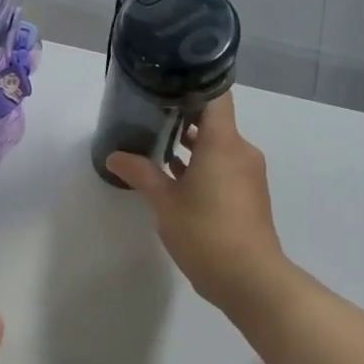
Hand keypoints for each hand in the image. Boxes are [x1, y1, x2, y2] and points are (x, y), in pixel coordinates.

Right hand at [105, 94, 286, 311]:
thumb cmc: (205, 232)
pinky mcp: (248, 195)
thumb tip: (114, 156)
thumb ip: (140, 173)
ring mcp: (248, 174)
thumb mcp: (164, 202)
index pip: (215, 96)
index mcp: (223, 143)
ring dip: (191, 146)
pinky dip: (202, 166)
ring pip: (218, 146)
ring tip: (155, 146)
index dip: (192, 85)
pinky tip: (174, 177)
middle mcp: (241, 151)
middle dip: (182, 117)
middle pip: (214, 121)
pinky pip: (224, 167)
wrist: (249, 279)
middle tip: (148, 115)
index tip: (164, 85)